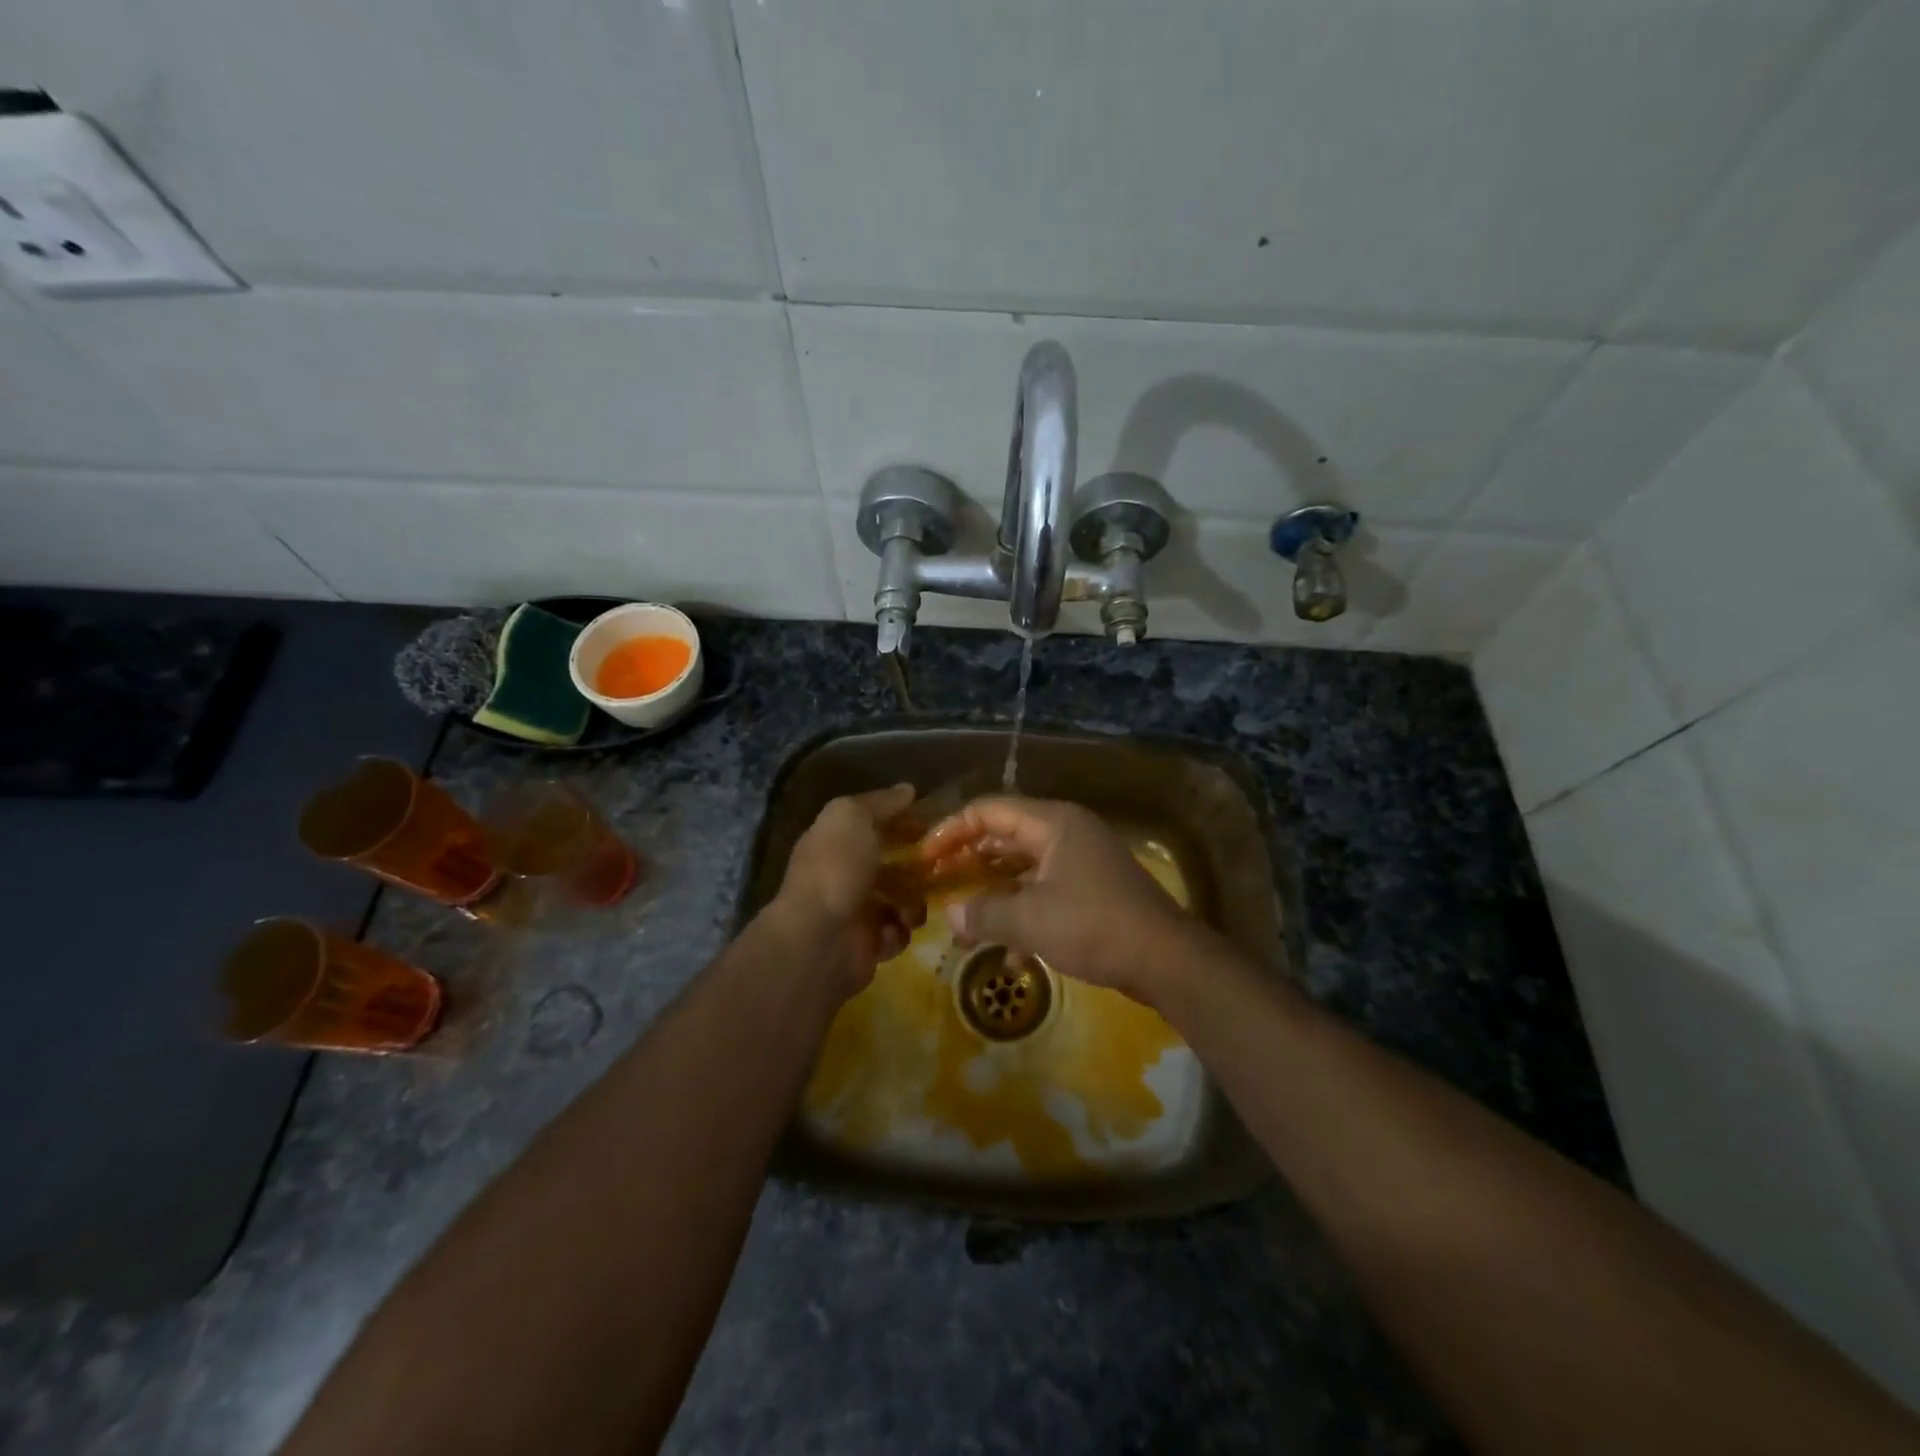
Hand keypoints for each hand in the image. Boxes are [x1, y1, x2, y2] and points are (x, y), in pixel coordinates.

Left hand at [772, 784, 924, 997]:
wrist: (819, 939)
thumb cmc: (836, 869)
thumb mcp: (853, 817)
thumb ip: (881, 803)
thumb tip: (907, 790)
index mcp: (835, 841)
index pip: (873, 824)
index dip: (901, 820)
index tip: (930, 822)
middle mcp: (844, 874)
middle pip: (892, 863)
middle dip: (917, 866)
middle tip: (939, 866)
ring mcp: (855, 911)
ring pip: (901, 900)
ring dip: (913, 903)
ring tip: (913, 906)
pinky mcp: (867, 944)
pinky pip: (898, 933)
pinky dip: (899, 932)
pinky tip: (893, 929)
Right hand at [919, 796, 1209, 1003]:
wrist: (1167, 959)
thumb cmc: (1095, 926)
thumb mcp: (1031, 920)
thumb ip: (984, 914)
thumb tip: (950, 915)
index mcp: (1053, 823)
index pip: (989, 811)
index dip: (952, 831)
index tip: (925, 859)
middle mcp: (1066, 833)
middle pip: (1004, 836)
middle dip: (968, 862)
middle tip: (937, 884)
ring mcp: (1081, 861)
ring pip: (1022, 869)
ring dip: (993, 896)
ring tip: (963, 926)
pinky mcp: (1091, 890)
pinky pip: (1044, 892)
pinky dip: (1023, 915)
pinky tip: (1011, 957)